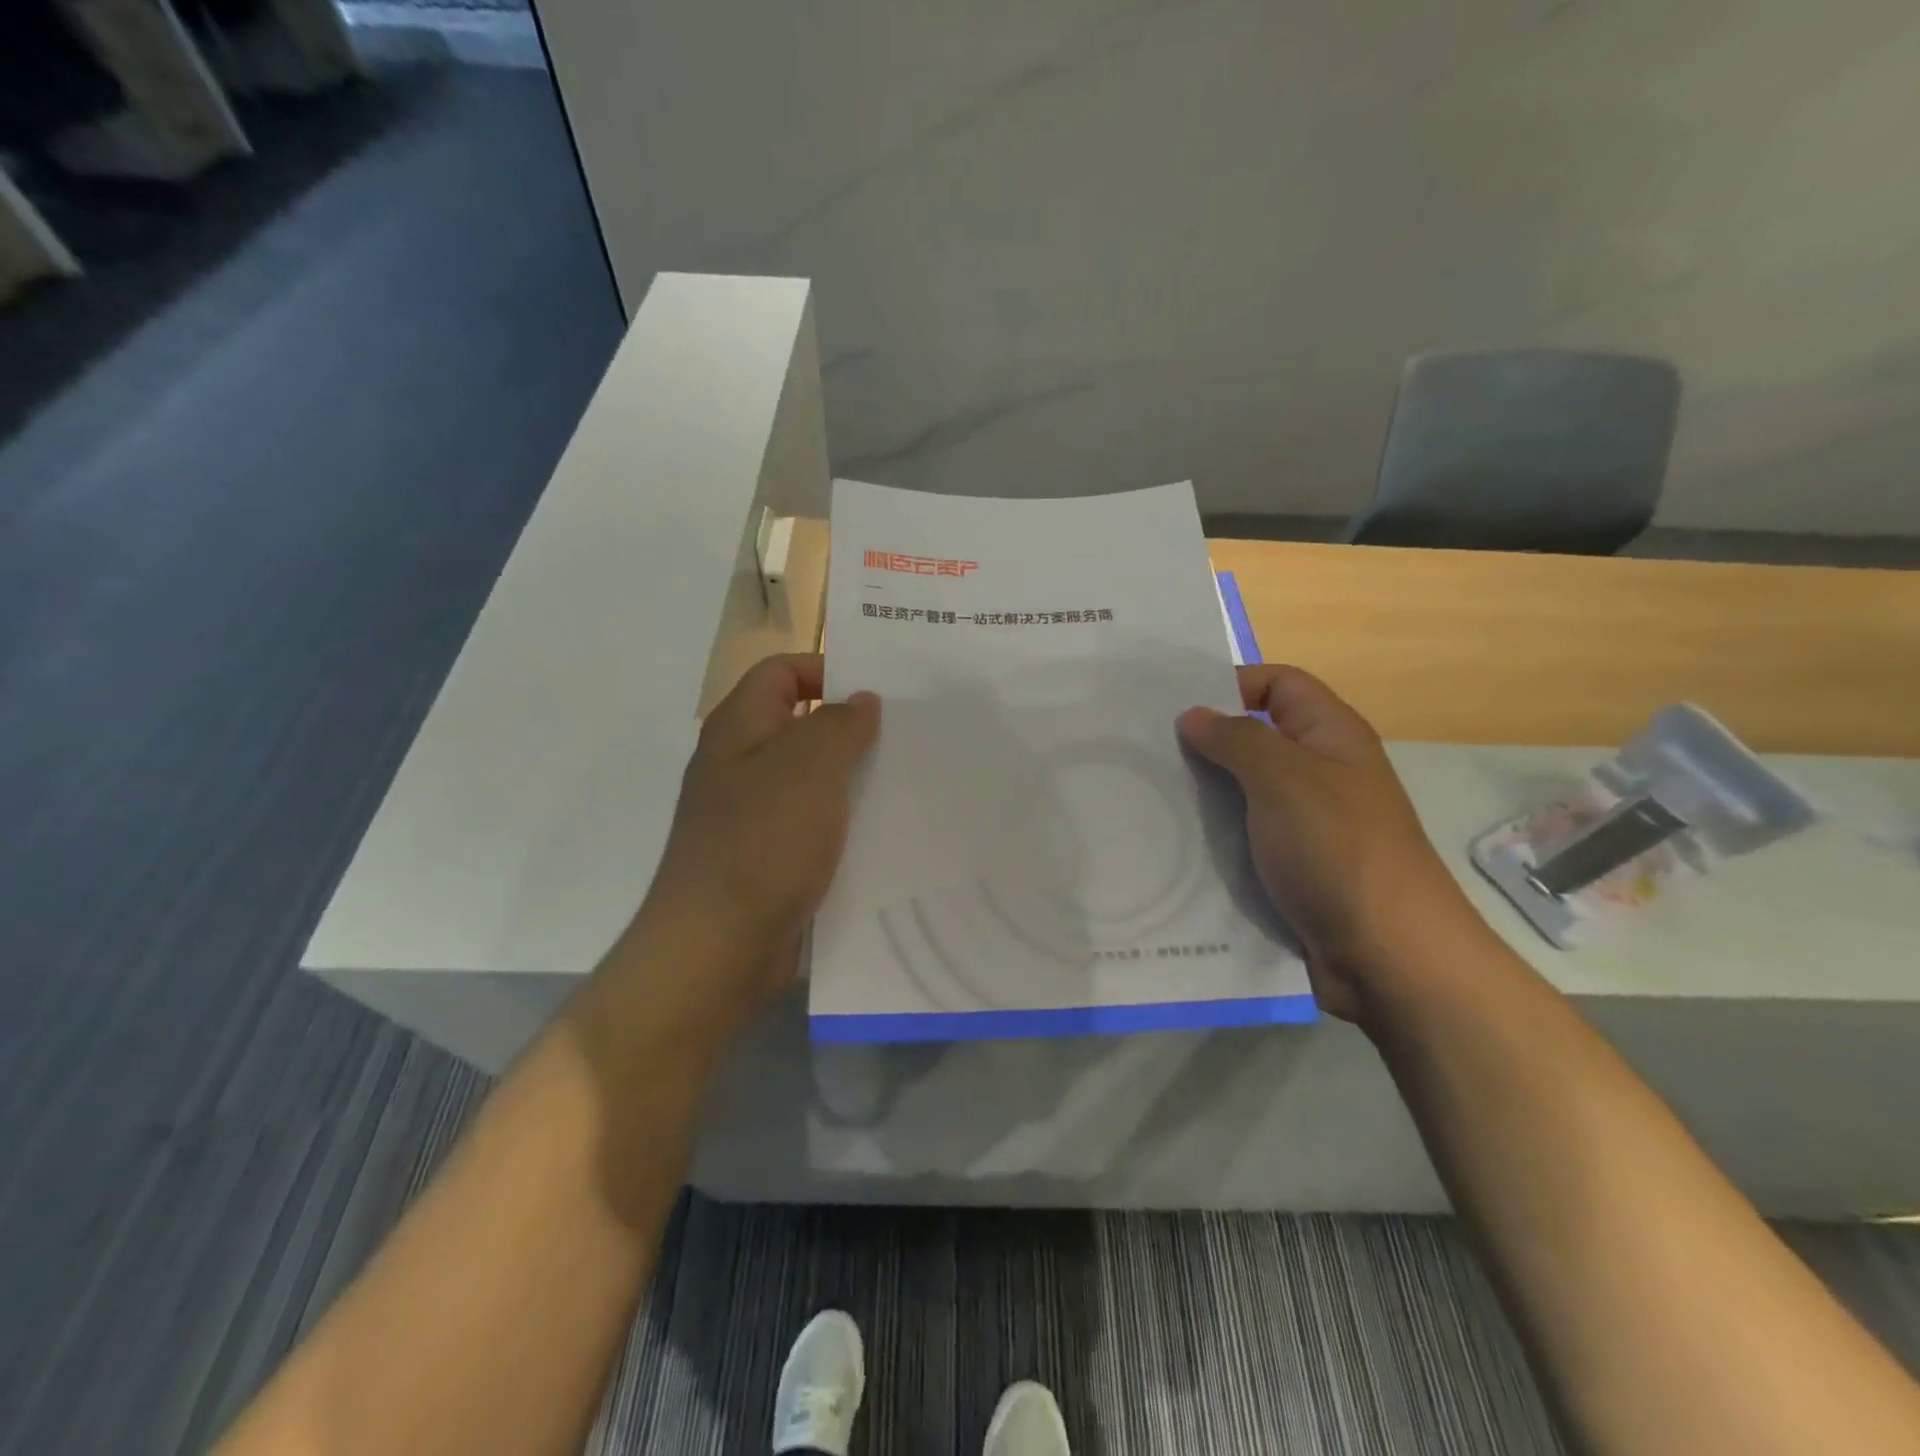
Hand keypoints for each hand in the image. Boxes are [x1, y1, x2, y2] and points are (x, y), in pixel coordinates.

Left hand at [636, 654, 879, 1011]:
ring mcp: (753, 813)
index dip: (827, 669)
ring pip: (811, 776)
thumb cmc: (763, 842)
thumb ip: (840, 724)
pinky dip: (843, 818)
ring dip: (853, 774)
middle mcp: (741, 764)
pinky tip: (883, 827)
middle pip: (800, 723)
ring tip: (907, 776)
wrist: (718, 946)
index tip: (881, 689)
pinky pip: (812, 821)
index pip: (782, 671)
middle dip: (851, 725)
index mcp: (740, 728)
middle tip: (908, 732)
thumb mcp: (809, 767)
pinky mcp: (769, 855)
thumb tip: (860, 700)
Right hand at [1177, 665, 1479, 1022]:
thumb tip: (1193, 715)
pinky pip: (1241, 836)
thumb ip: (1236, 740)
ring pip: (1242, 791)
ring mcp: (1304, 823)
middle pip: (1254, 737)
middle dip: (1203, 742)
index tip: (1176, 706)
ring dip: (1201, 793)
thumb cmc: (1338, 851)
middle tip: (1145, 751)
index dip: (1232, 683)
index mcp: (1330, 736)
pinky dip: (1210, 836)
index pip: (1279, 683)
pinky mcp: (1288, 867)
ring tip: (1146, 795)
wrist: (1388, 957)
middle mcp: (1318, 772)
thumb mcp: (1285, 780)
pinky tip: (1170, 842)